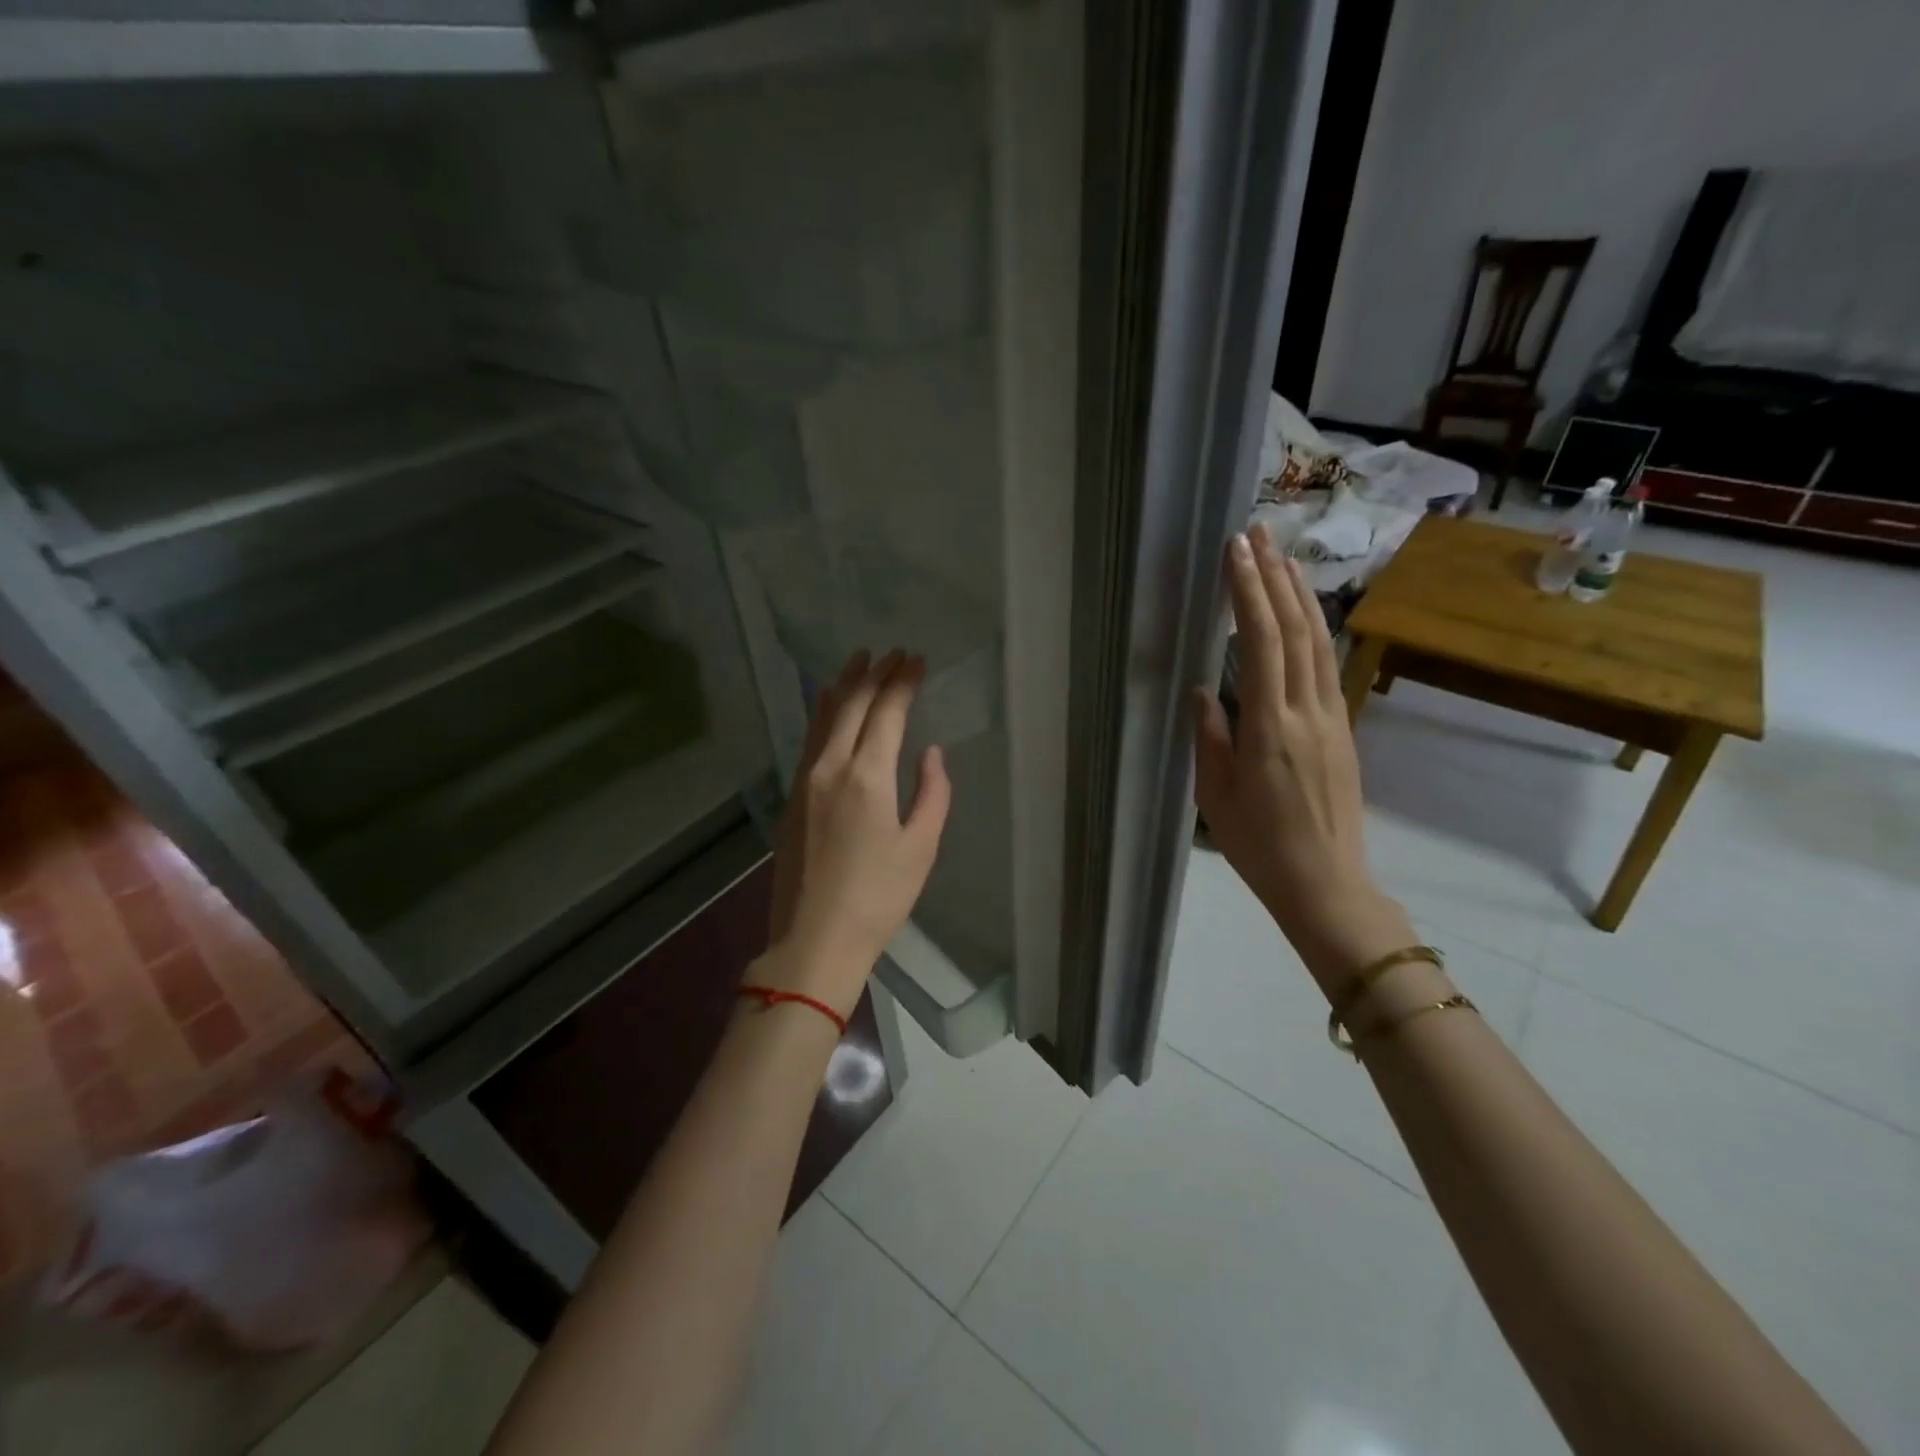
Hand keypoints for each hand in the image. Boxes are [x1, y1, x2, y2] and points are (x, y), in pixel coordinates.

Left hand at [762, 649, 951, 1016]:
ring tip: (857, 662)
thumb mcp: (921, 848)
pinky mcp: (791, 798)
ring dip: (842, 686)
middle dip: (873, 674)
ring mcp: (804, 781)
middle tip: (892, 653)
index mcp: (866, 777)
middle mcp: (829, 768)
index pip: (885, 713)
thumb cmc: (878, 898)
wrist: (814, 938)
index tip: (916, 660)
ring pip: (822, 718)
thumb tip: (931, 754)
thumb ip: (932, 793)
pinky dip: (824, 714)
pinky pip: (809, 740)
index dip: (902, 682)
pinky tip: (829, 709)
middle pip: (850, 706)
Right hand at [1194, 527, 1413, 987]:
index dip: (1249, 593)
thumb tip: (1205, 691)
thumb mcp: (1215, 796)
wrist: (1326, 884)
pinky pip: (1327, 667)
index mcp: (1269, 729)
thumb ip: (1210, 737)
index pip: (1262, 643)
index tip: (1236, 552)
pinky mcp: (1343, 730)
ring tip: (1284, 556)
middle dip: (1276, 577)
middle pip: (1296, 630)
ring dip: (1301, 595)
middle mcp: (1307, 712)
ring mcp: (1332, 719)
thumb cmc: (1259, 846)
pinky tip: (1304, 613)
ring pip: (1319, 643)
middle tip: (1259, 533)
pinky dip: (1314, 629)